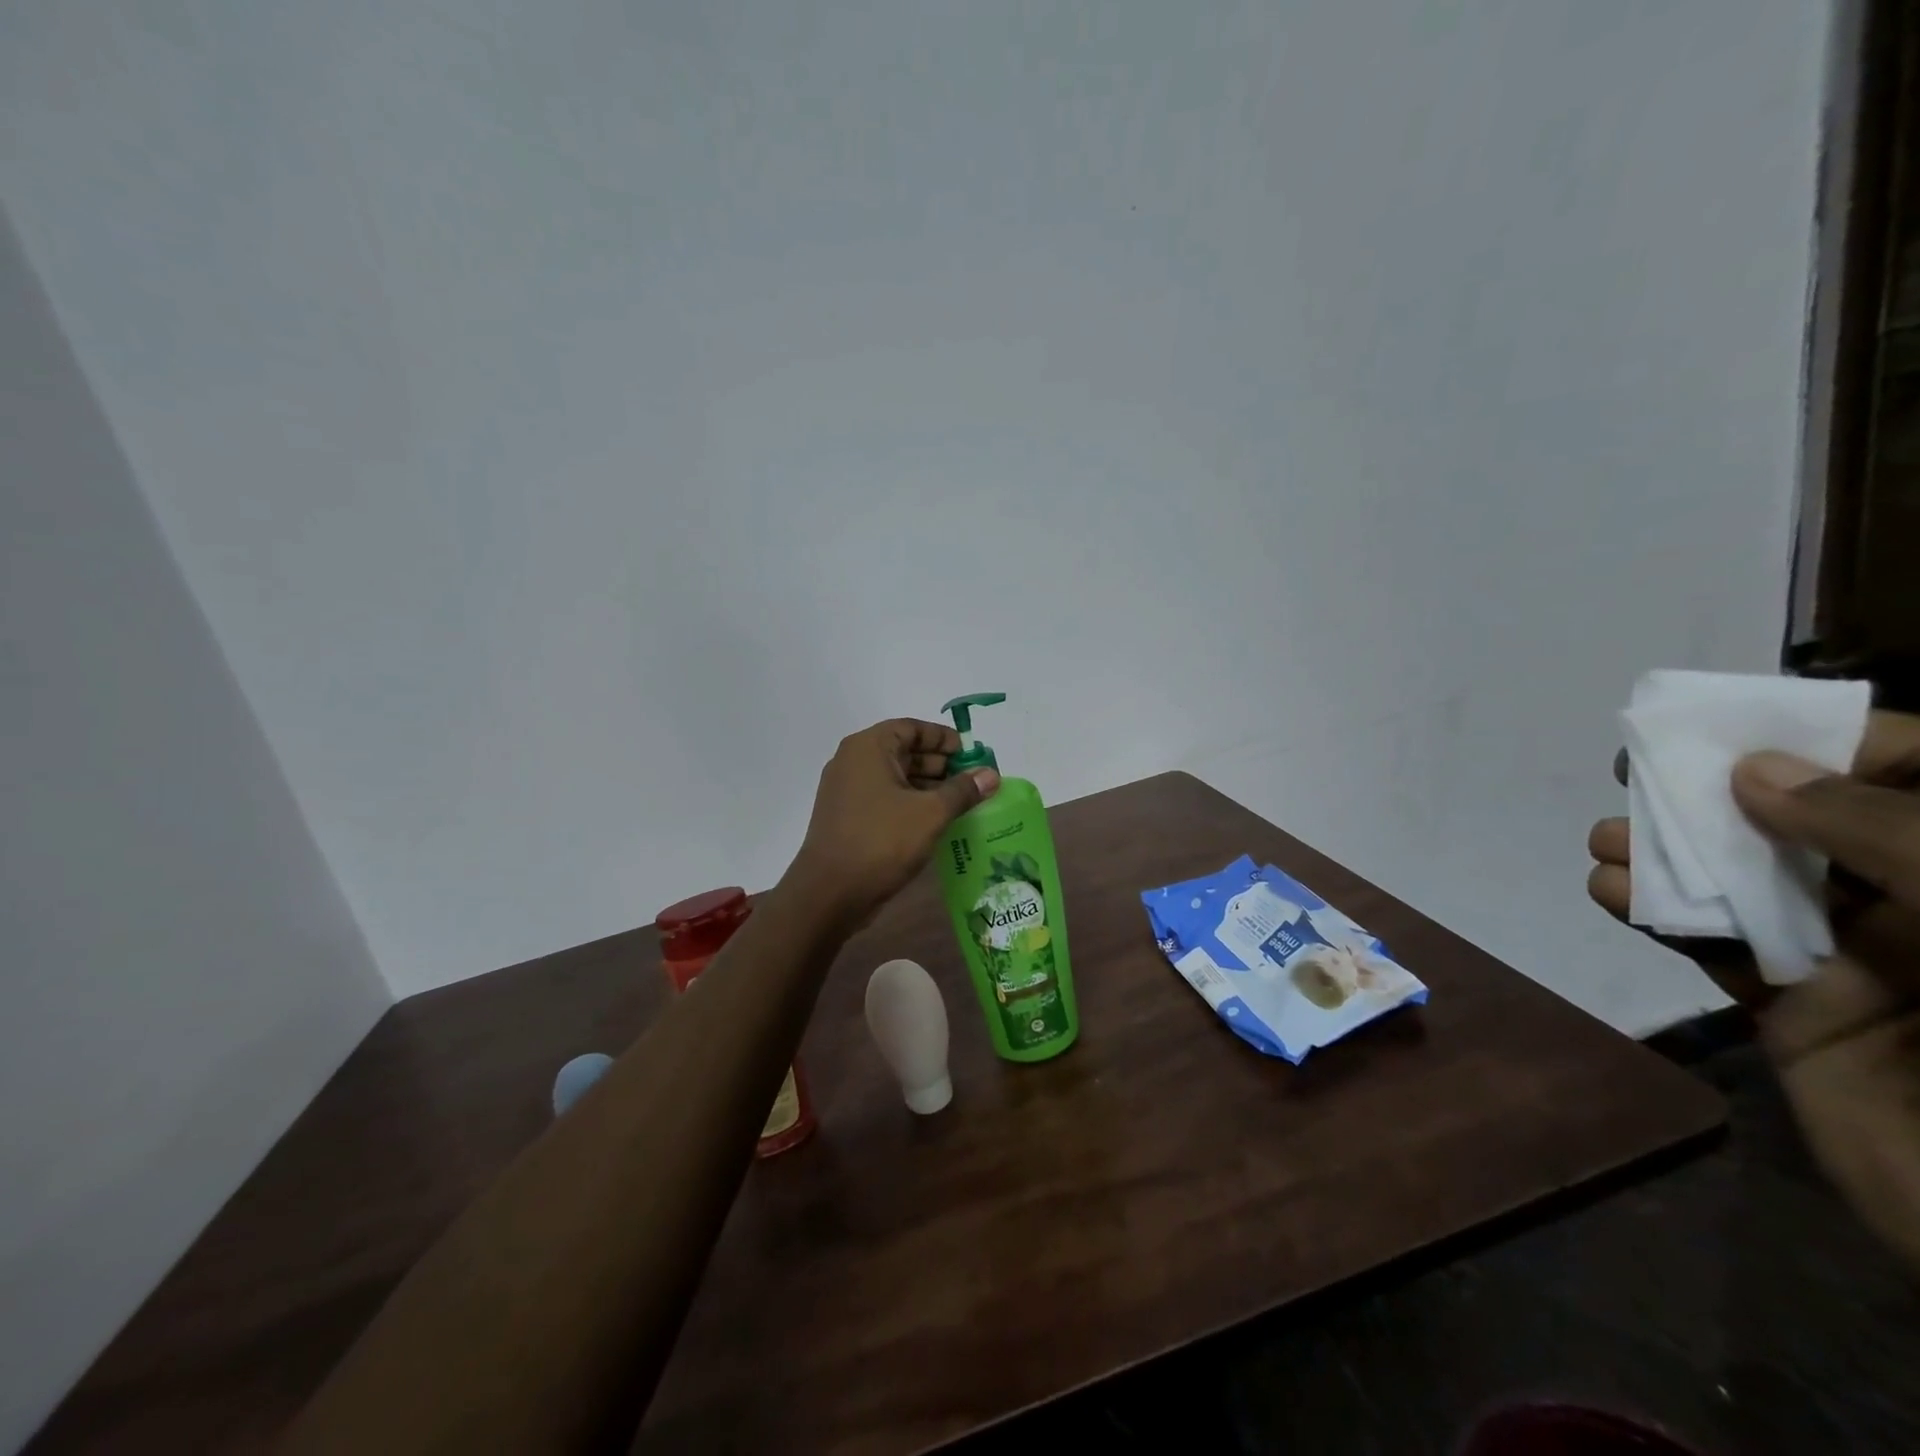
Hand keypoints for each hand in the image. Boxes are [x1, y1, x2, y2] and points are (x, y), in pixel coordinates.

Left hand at [785, 719, 1000, 929]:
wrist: (830, 893)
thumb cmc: (882, 841)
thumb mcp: (931, 813)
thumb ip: (963, 790)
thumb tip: (991, 775)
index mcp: (868, 747)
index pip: (911, 728)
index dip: (943, 738)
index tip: (970, 754)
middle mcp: (853, 762)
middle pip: (903, 751)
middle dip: (939, 764)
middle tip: (972, 781)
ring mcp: (846, 791)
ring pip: (894, 778)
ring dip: (927, 786)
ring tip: (961, 803)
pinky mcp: (847, 817)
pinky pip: (884, 799)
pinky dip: (910, 803)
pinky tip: (935, 821)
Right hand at [1586, 709, 1919, 1268]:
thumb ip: (1879, 830)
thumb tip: (1754, 772)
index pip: (1911, 774)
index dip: (1825, 742)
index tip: (1732, 731)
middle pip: (1806, 824)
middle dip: (1715, 796)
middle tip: (1635, 773)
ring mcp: (1863, 961)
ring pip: (1747, 885)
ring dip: (1667, 857)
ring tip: (1607, 842)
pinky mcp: (1799, 1010)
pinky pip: (1716, 949)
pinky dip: (1655, 916)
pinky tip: (1611, 893)